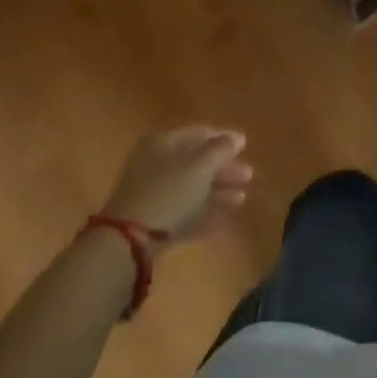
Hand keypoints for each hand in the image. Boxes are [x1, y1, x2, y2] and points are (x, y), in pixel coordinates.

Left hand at [102, 127, 253, 244]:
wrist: (128, 243)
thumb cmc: (168, 192)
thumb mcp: (200, 166)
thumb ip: (221, 149)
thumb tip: (238, 137)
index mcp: (163, 143)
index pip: (198, 134)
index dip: (223, 139)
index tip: (245, 148)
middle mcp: (155, 164)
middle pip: (196, 163)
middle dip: (224, 170)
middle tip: (248, 177)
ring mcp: (152, 195)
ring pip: (191, 189)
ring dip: (217, 193)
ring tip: (242, 199)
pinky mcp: (152, 224)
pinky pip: (183, 213)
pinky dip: (203, 215)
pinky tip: (224, 222)